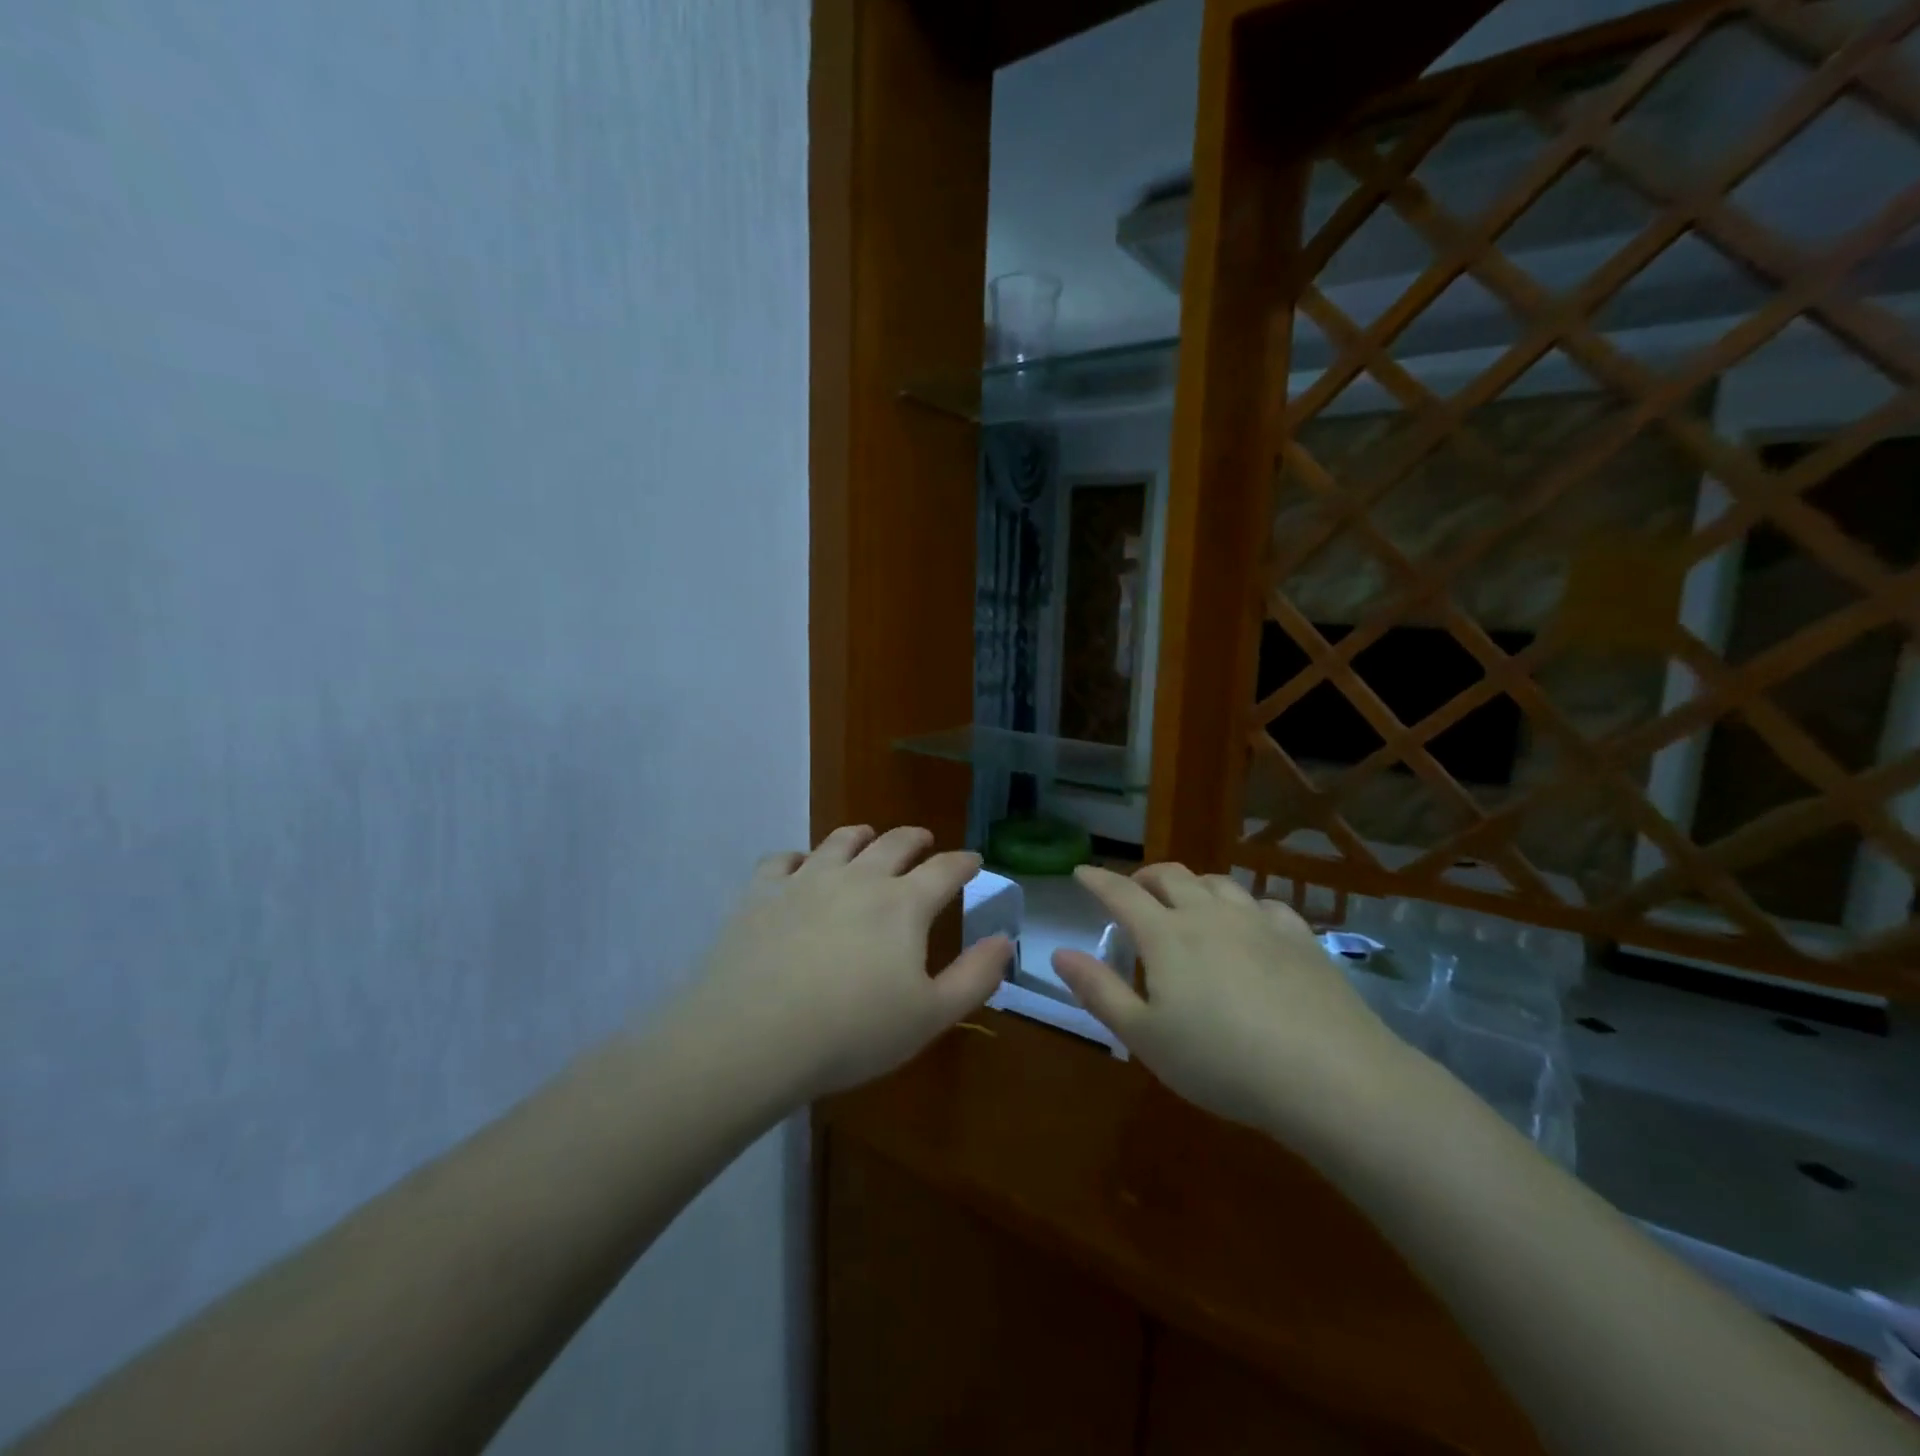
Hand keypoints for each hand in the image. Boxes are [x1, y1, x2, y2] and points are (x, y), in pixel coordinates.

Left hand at [689, 824, 1012, 1100]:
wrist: (754, 1036)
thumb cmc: (852, 1032)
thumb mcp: (930, 1016)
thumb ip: (975, 977)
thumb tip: (1004, 940)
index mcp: (904, 904)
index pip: (945, 870)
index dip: (963, 863)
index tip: (972, 860)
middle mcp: (858, 878)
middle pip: (894, 843)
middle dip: (915, 838)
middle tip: (923, 839)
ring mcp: (806, 880)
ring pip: (840, 841)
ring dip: (861, 835)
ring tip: (867, 836)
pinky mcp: (761, 892)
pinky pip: (782, 860)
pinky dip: (797, 858)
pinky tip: (798, 867)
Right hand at [1052, 864, 1415, 1148]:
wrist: (1331, 1077)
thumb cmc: (1222, 1062)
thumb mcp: (1145, 1038)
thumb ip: (1098, 990)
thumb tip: (1058, 953)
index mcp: (1166, 935)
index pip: (1121, 893)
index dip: (1097, 880)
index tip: (1082, 872)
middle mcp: (1209, 914)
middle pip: (1171, 877)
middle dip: (1144, 876)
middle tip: (1133, 890)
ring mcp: (1259, 921)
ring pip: (1217, 883)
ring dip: (1192, 885)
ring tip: (1186, 901)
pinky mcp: (1301, 937)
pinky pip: (1264, 903)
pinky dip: (1243, 904)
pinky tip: (1249, 923)